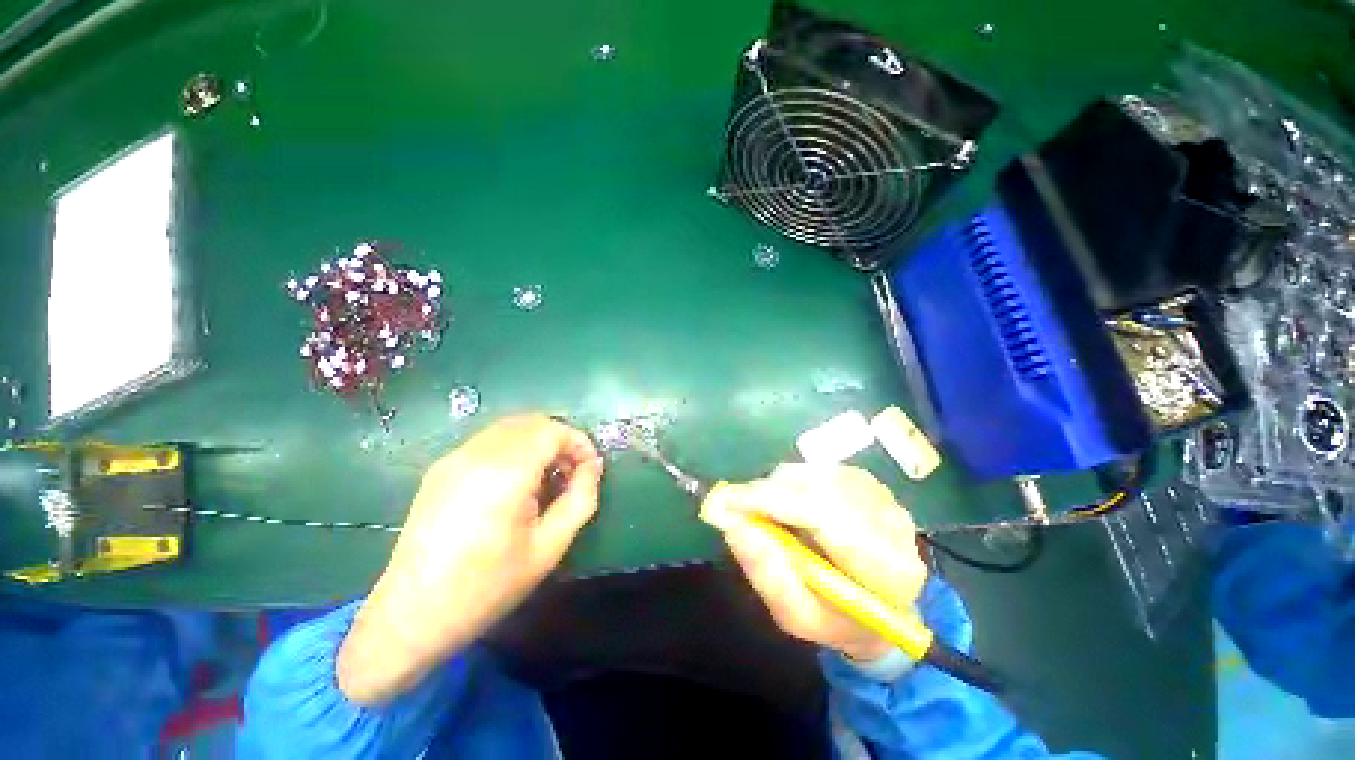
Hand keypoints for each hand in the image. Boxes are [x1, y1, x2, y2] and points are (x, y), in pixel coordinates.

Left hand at [337, 414, 603, 703]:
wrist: (411, 615)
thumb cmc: (487, 587)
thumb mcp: (549, 548)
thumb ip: (581, 499)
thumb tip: (592, 466)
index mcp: (504, 473)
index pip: (553, 431)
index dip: (579, 442)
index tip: (590, 468)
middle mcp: (476, 454)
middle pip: (532, 422)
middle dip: (561, 439)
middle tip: (571, 472)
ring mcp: (454, 457)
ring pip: (511, 427)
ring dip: (538, 441)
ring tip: (547, 477)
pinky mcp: (441, 467)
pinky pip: (490, 440)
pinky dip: (515, 447)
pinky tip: (516, 482)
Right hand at [707, 463, 926, 661]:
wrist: (881, 605)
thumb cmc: (838, 619)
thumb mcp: (798, 617)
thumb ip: (769, 576)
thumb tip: (734, 526)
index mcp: (888, 571)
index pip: (826, 518)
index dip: (773, 503)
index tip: (729, 502)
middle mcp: (892, 522)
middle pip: (817, 489)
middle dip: (768, 493)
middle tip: (733, 505)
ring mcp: (882, 495)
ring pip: (813, 474)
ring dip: (778, 487)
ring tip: (762, 511)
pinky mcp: (868, 480)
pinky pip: (816, 470)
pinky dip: (791, 482)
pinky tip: (786, 504)